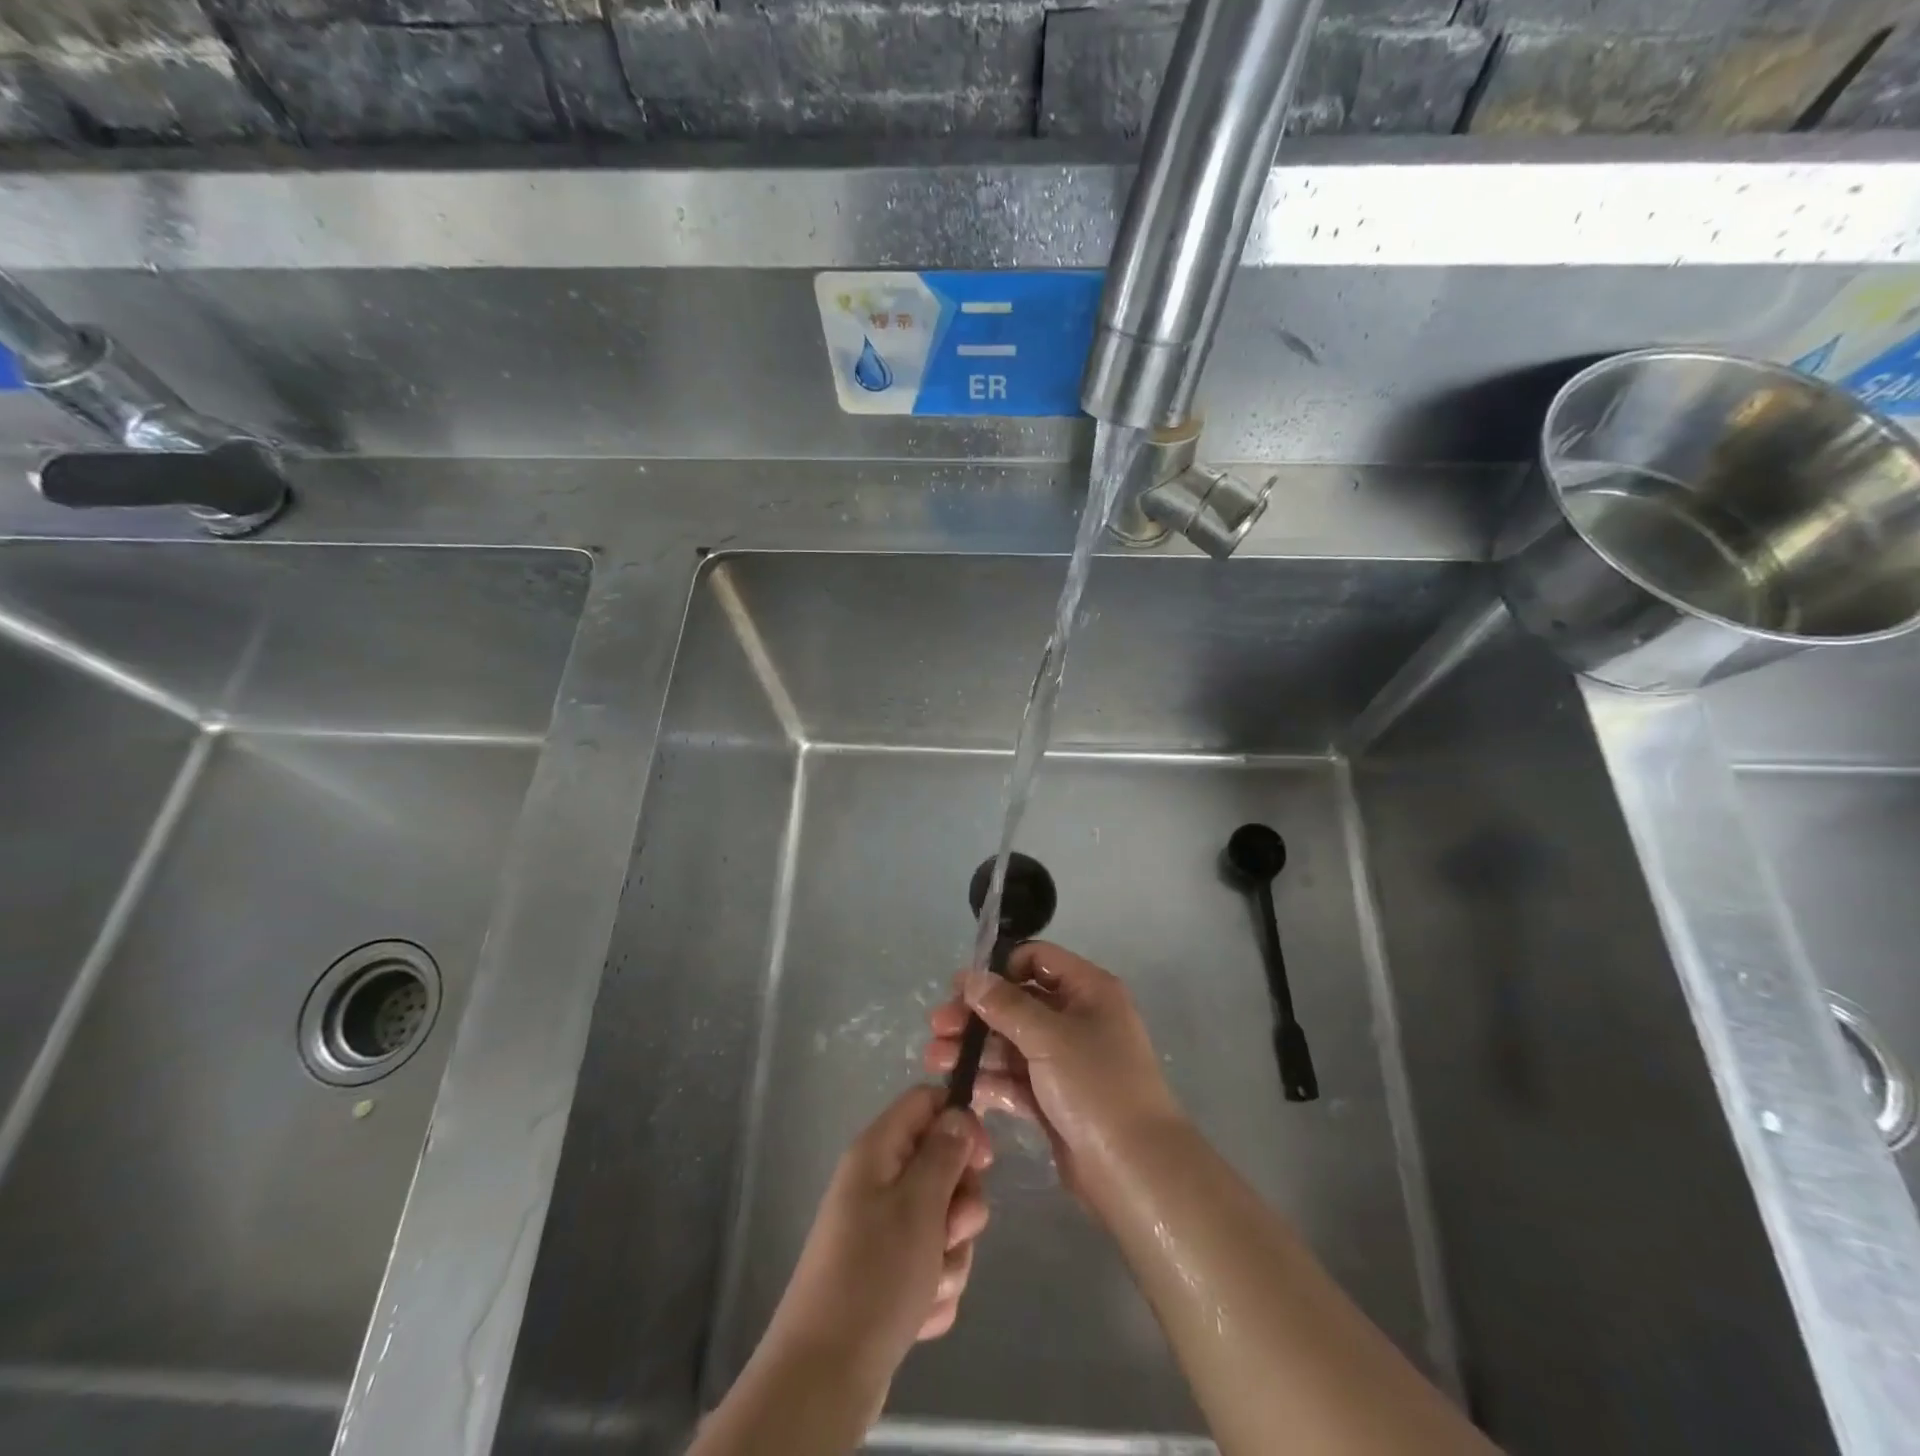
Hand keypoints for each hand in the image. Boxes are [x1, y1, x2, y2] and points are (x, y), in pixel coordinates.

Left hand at [758, 1086, 991, 1400]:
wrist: (825, 1376)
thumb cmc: (875, 1275)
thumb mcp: (919, 1204)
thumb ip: (944, 1153)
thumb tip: (958, 1114)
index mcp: (878, 1151)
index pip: (926, 1102)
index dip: (960, 1121)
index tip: (983, 1161)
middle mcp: (878, 1183)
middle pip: (941, 1165)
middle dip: (961, 1204)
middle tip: (952, 1230)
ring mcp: (882, 1231)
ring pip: (942, 1221)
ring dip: (950, 1255)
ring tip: (930, 1283)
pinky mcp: (888, 1275)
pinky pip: (930, 1264)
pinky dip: (934, 1287)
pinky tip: (920, 1312)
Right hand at [923, 942, 1183, 1200]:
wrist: (1136, 1171)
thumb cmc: (1097, 1086)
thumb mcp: (1050, 1037)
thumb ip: (1006, 1006)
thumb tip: (972, 978)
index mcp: (1088, 991)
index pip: (1038, 960)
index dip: (1000, 969)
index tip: (962, 987)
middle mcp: (1077, 1018)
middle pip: (1018, 1003)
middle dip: (976, 1014)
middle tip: (936, 1026)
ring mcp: (1064, 1061)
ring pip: (1011, 1043)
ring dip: (974, 1048)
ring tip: (933, 1059)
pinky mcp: (1053, 1099)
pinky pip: (1014, 1079)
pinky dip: (988, 1080)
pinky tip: (957, 1086)